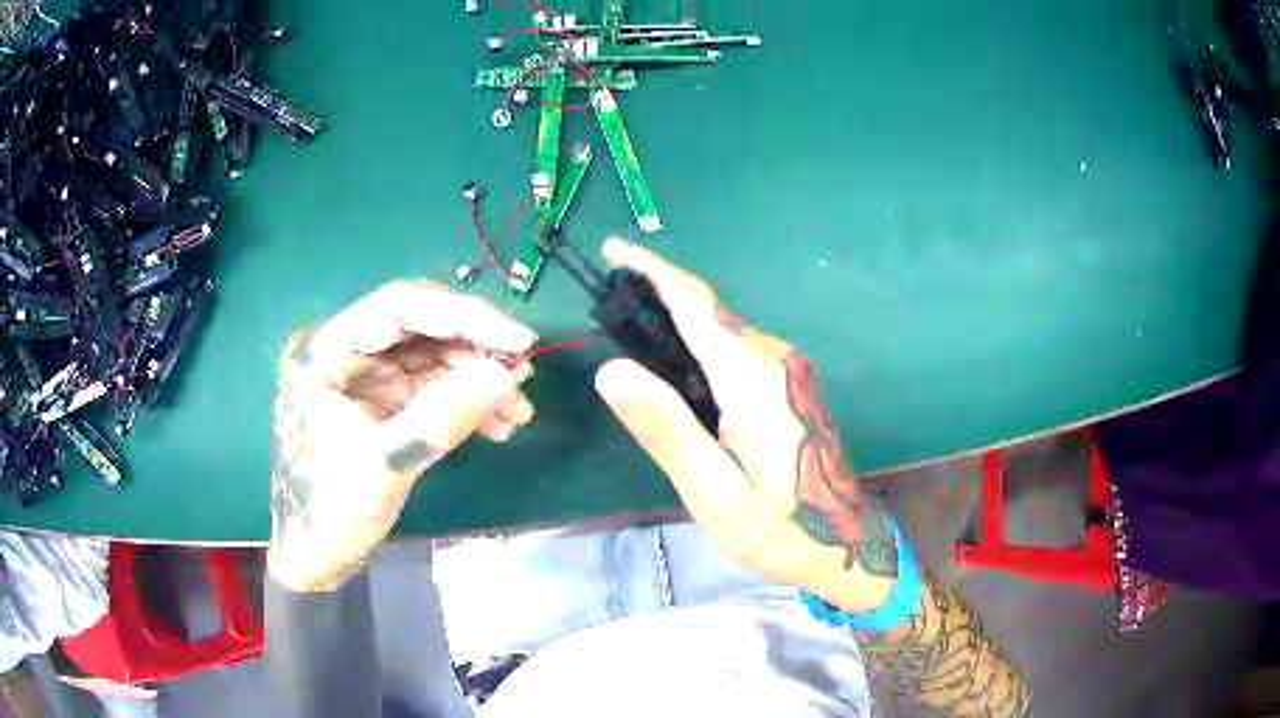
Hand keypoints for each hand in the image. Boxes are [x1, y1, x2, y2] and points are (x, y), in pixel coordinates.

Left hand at [268, 280, 536, 591]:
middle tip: (522, 374)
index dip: (463, 316)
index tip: (518, 339)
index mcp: (322, 351)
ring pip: (432, 353)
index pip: (399, 308)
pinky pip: (432, 384)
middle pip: (420, 326)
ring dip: (477, 377)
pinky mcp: (381, 397)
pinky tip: (497, 423)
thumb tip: (506, 378)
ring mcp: (363, 373)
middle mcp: (342, 349)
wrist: (316, 556)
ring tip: (517, 410)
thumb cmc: (331, 512)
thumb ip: (441, 418)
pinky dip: (466, 399)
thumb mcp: (385, 465)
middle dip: (475, 349)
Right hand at [594, 240, 897, 611]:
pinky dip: (697, 340)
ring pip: (722, 326)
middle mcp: (774, 360)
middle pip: (708, 309)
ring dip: (676, 316)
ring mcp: (787, 369)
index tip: (614, 248)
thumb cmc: (780, 526)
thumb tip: (612, 370)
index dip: (653, 270)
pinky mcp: (788, 383)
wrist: (845, 542)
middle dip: (657, 291)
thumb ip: (667, 429)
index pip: (696, 305)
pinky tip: (675, 366)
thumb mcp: (713, 492)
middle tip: (607, 301)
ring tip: (629, 327)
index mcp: (753, 379)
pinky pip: (735, 346)